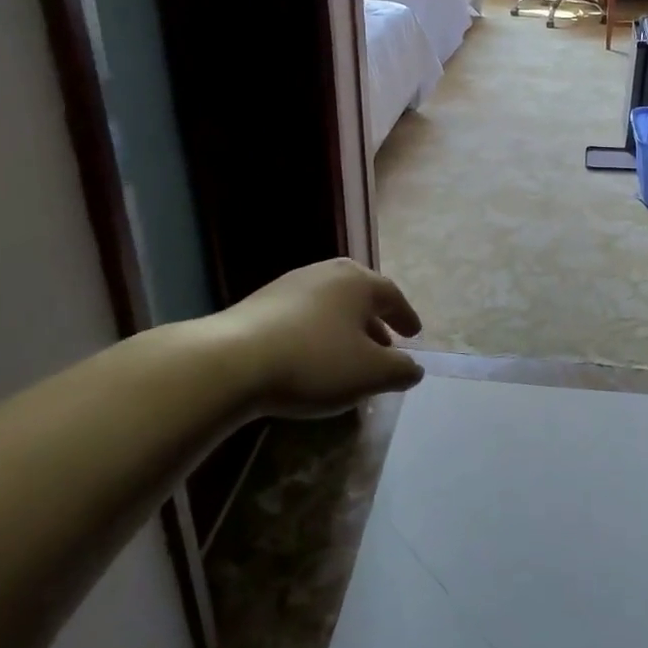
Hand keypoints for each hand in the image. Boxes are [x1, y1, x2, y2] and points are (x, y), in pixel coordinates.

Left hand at [208, 259, 424, 418]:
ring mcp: (290, 284)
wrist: (233, 361)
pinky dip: (318, 333)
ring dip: (345, 328)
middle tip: (385, 344)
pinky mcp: (261, 303)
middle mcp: (326, 273)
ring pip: (330, 305)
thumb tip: (414, 367)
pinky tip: (311, 358)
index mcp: (358, 282)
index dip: (406, 316)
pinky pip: (303, 315)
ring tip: (348, 356)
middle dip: (375, 321)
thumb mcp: (370, 373)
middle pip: (360, 295)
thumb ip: (400, 370)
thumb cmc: (315, 361)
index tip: (414, 334)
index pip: (392, 295)